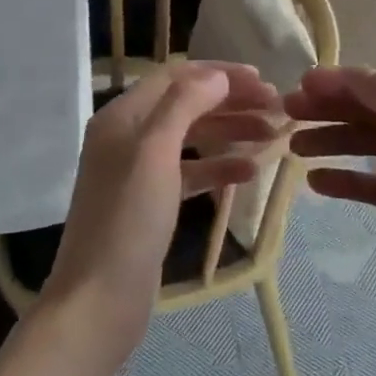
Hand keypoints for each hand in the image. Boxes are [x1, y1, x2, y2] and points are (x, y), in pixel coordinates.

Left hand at [39, 62, 282, 375]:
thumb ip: (185, 105)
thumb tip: (217, 74)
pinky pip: (189, 172)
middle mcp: (127, 136)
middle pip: (185, 104)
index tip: (263, 80)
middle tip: (276, 107)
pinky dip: (217, 167)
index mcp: (121, 116)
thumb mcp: (155, 152)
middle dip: (230, 102)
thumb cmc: (128, 220)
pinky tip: (248, 172)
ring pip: (191, 138)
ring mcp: (137, 172)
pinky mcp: (150, 204)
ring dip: (230, 132)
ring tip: (273, 136)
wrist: (98, 302)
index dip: (219, 74)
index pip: (175, 77)